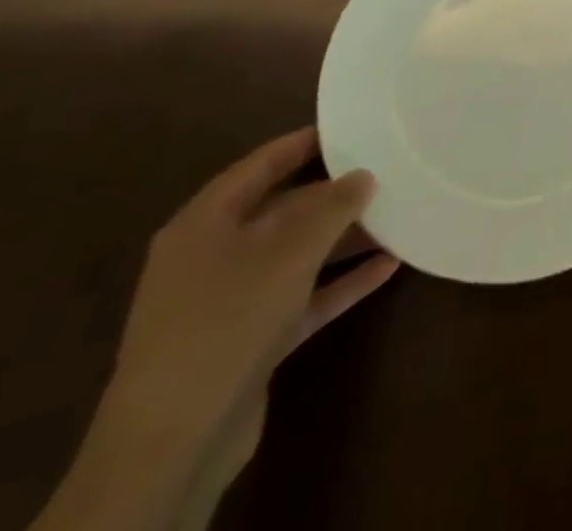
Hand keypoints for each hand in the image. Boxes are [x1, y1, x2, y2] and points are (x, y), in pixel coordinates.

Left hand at [111, 130, 395, 469]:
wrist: (174, 443)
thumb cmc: (226, 321)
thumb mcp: (287, 252)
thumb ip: (332, 208)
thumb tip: (364, 175)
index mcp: (204, 224)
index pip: (258, 167)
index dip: (301, 144)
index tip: (349, 128)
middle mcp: (213, 257)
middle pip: (281, 211)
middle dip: (333, 195)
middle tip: (384, 172)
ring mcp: (230, 303)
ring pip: (296, 256)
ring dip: (343, 240)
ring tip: (397, 216)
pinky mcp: (250, 342)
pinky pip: (304, 298)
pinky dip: (340, 283)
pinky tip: (388, 268)